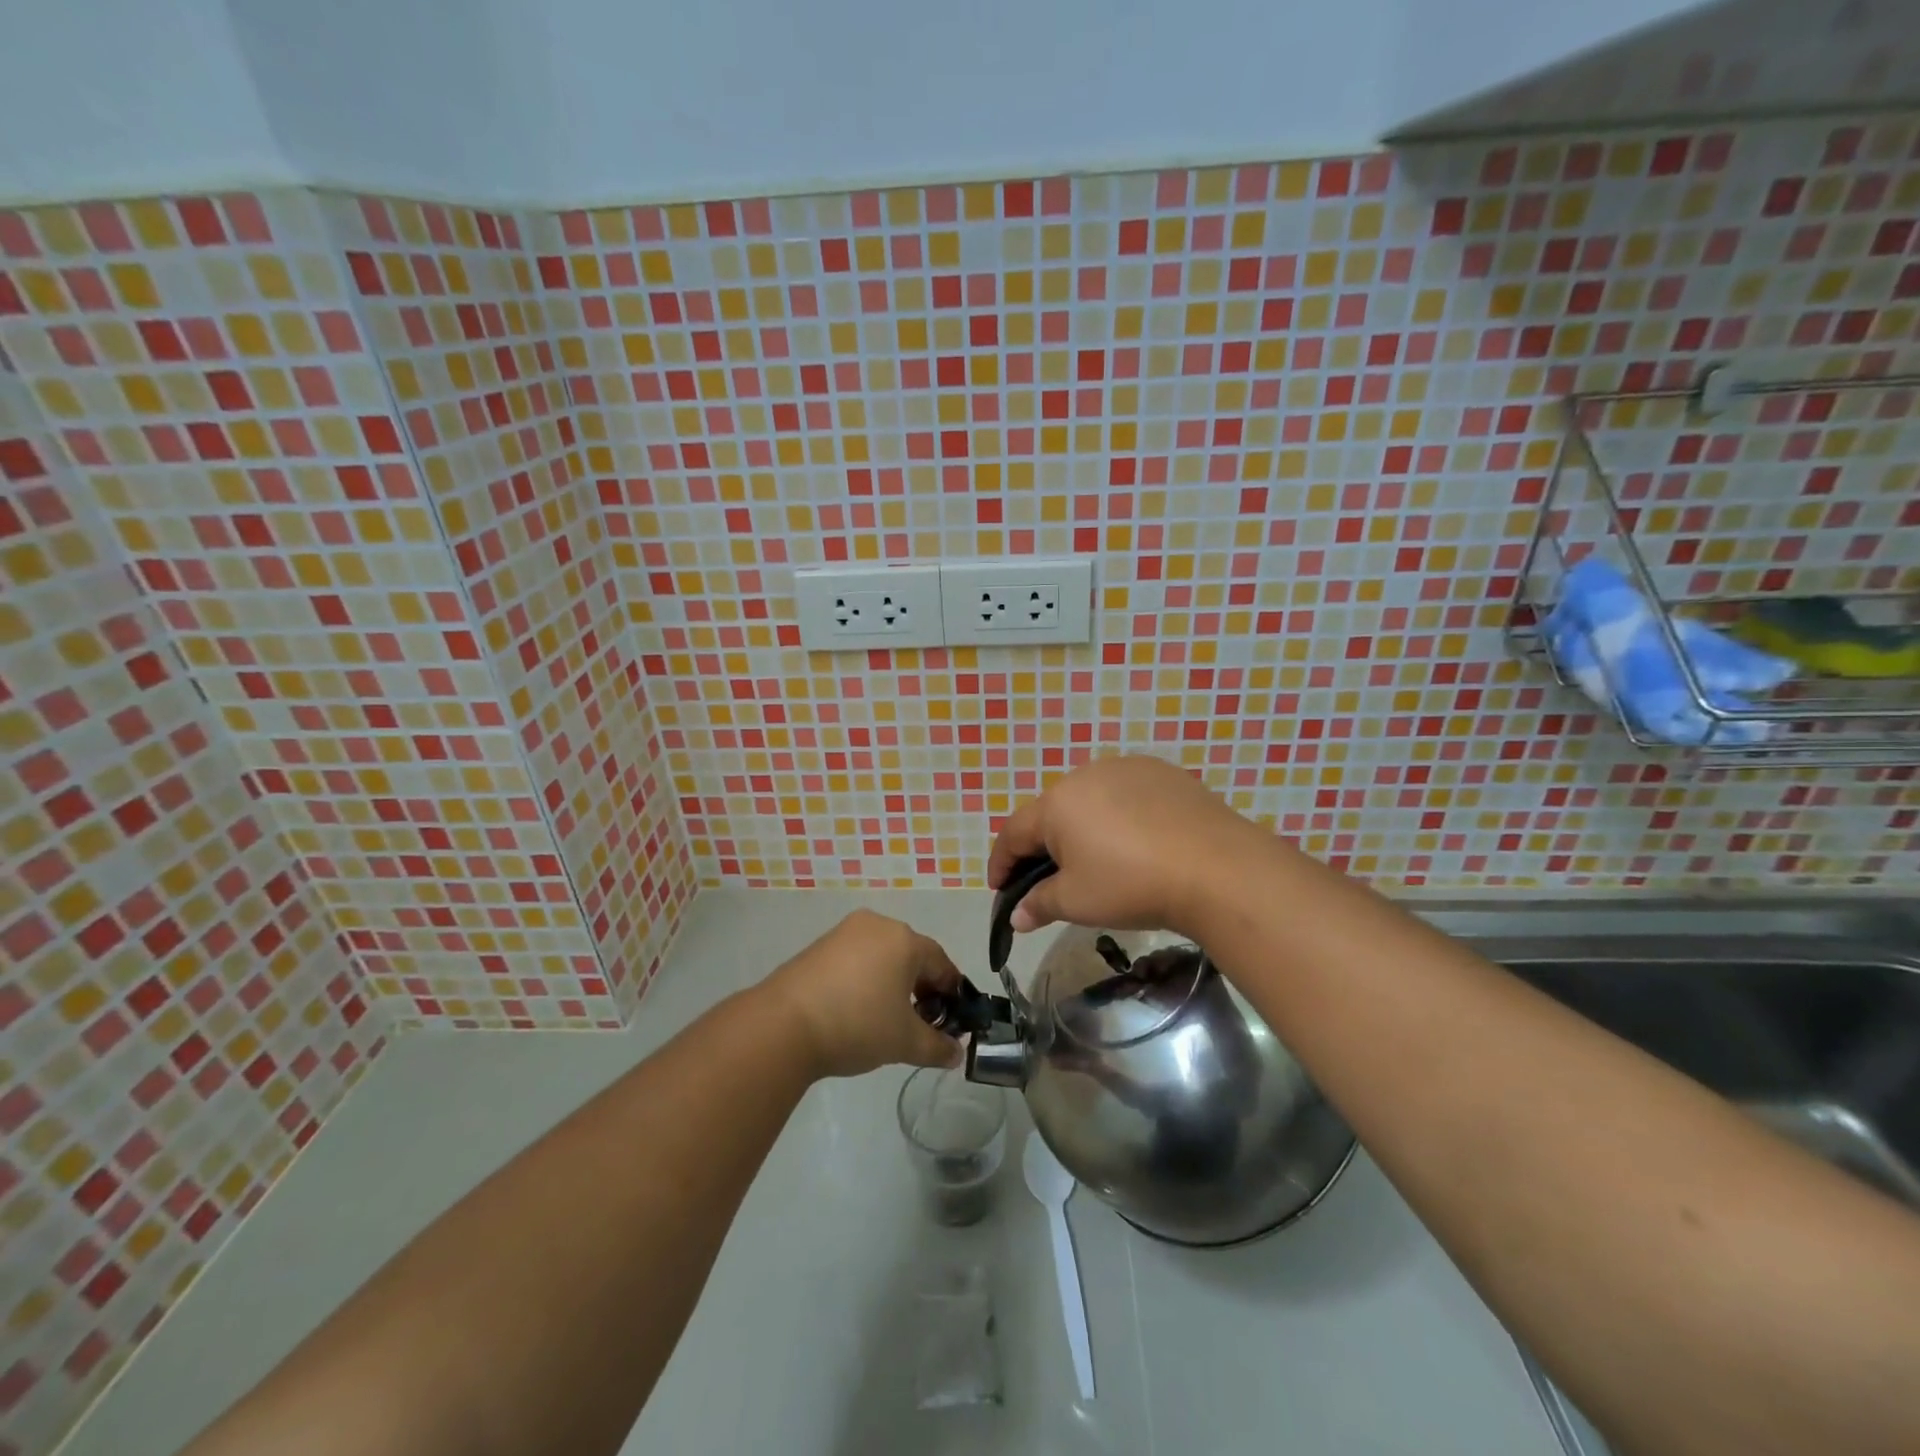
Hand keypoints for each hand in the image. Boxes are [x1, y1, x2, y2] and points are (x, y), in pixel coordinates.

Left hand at [759, 910, 965, 1078]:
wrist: (783, 1025)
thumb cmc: (857, 1025)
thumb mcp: (905, 1042)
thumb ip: (937, 1047)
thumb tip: (956, 1053)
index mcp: (904, 940)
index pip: (941, 962)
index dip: (951, 992)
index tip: (952, 1020)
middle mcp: (877, 925)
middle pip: (911, 954)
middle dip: (921, 987)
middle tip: (920, 1022)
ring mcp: (844, 932)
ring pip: (882, 955)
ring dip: (892, 982)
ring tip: (886, 1018)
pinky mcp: (819, 945)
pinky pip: (856, 958)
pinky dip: (865, 979)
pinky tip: (857, 1009)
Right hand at [988, 755, 1268, 938]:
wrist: (1215, 868)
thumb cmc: (1130, 884)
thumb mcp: (1077, 902)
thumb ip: (1039, 904)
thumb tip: (1016, 916)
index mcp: (1056, 804)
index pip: (1014, 832)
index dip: (1001, 863)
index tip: (998, 888)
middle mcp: (1085, 775)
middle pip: (1051, 812)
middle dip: (1043, 846)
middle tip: (1048, 879)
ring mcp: (1127, 769)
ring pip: (1090, 800)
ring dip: (1082, 827)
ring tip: (1095, 859)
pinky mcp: (1163, 772)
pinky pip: (1126, 794)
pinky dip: (1119, 816)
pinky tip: (1136, 842)